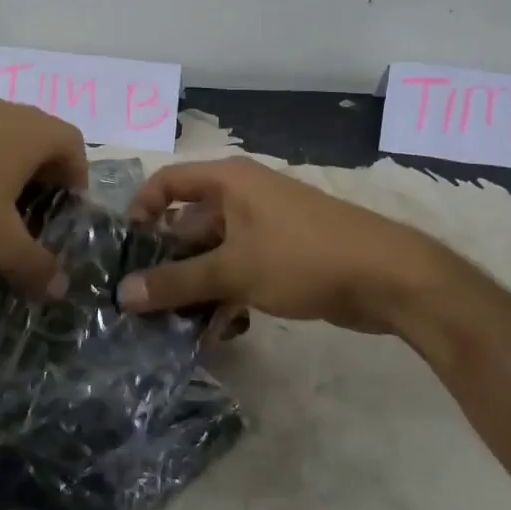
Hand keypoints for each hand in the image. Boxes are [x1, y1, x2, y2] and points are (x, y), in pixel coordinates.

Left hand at [0, 99, 88, 298]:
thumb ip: (36, 266)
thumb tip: (61, 290)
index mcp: (30, 132)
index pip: (73, 144)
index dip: (77, 178)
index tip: (65, 212)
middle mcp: (3, 112)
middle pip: (40, 138)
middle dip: (43, 177)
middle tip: (34, 216)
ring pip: (3, 138)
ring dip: (8, 172)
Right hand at [118, 157, 453, 331]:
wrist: (387, 276)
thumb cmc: (302, 257)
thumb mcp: (233, 270)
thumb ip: (176, 282)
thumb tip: (123, 294)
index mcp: (228, 180)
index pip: (168, 181)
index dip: (141, 208)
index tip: (126, 248)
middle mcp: (243, 195)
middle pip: (189, 222)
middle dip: (168, 260)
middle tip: (143, 299)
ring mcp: (265, 225)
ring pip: (215, 251)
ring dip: (196, 284)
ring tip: (175, 323)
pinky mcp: (283, 254)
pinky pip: (241, 267)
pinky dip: (226, 292)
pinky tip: (219, 329)